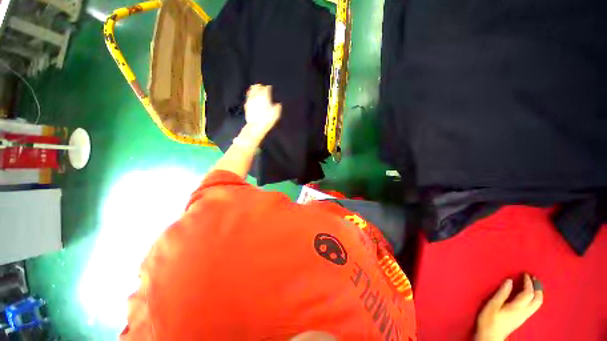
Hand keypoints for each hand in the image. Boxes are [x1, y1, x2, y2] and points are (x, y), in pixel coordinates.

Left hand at [244, 84, 281, 133]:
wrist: (256, 126)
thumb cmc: (268, 119)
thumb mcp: (276, 113)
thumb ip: (277, 107)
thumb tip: (278, 104)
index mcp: (265, 96)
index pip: (267, 88)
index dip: (269, 88)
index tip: (271, 88)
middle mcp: (256, 96)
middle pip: (257, 87)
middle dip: (260, 87)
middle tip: (262, 87)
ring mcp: (250, 100)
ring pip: (251, 91)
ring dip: (254, 90)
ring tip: (256, 91)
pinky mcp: (246, 105)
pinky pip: (248, 98)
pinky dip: (250, 97)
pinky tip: (251, 99)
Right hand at [476, 274, 543, 340]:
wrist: (490, 337)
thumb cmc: (489, 319)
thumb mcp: (493, 305)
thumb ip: (502, 293)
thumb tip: (510, 280)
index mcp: (518, 307)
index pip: (528, 293)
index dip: (529, 283)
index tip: (526, 274)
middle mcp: (525, 312)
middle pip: (537, 300)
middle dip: (538, 288)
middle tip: (534, 278)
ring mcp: (524, 316)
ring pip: (537, 304)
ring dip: (538, 293)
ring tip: (533, 285)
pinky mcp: (522, 319)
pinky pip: (533, 307)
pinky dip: (534, 298)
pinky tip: (529, 296)